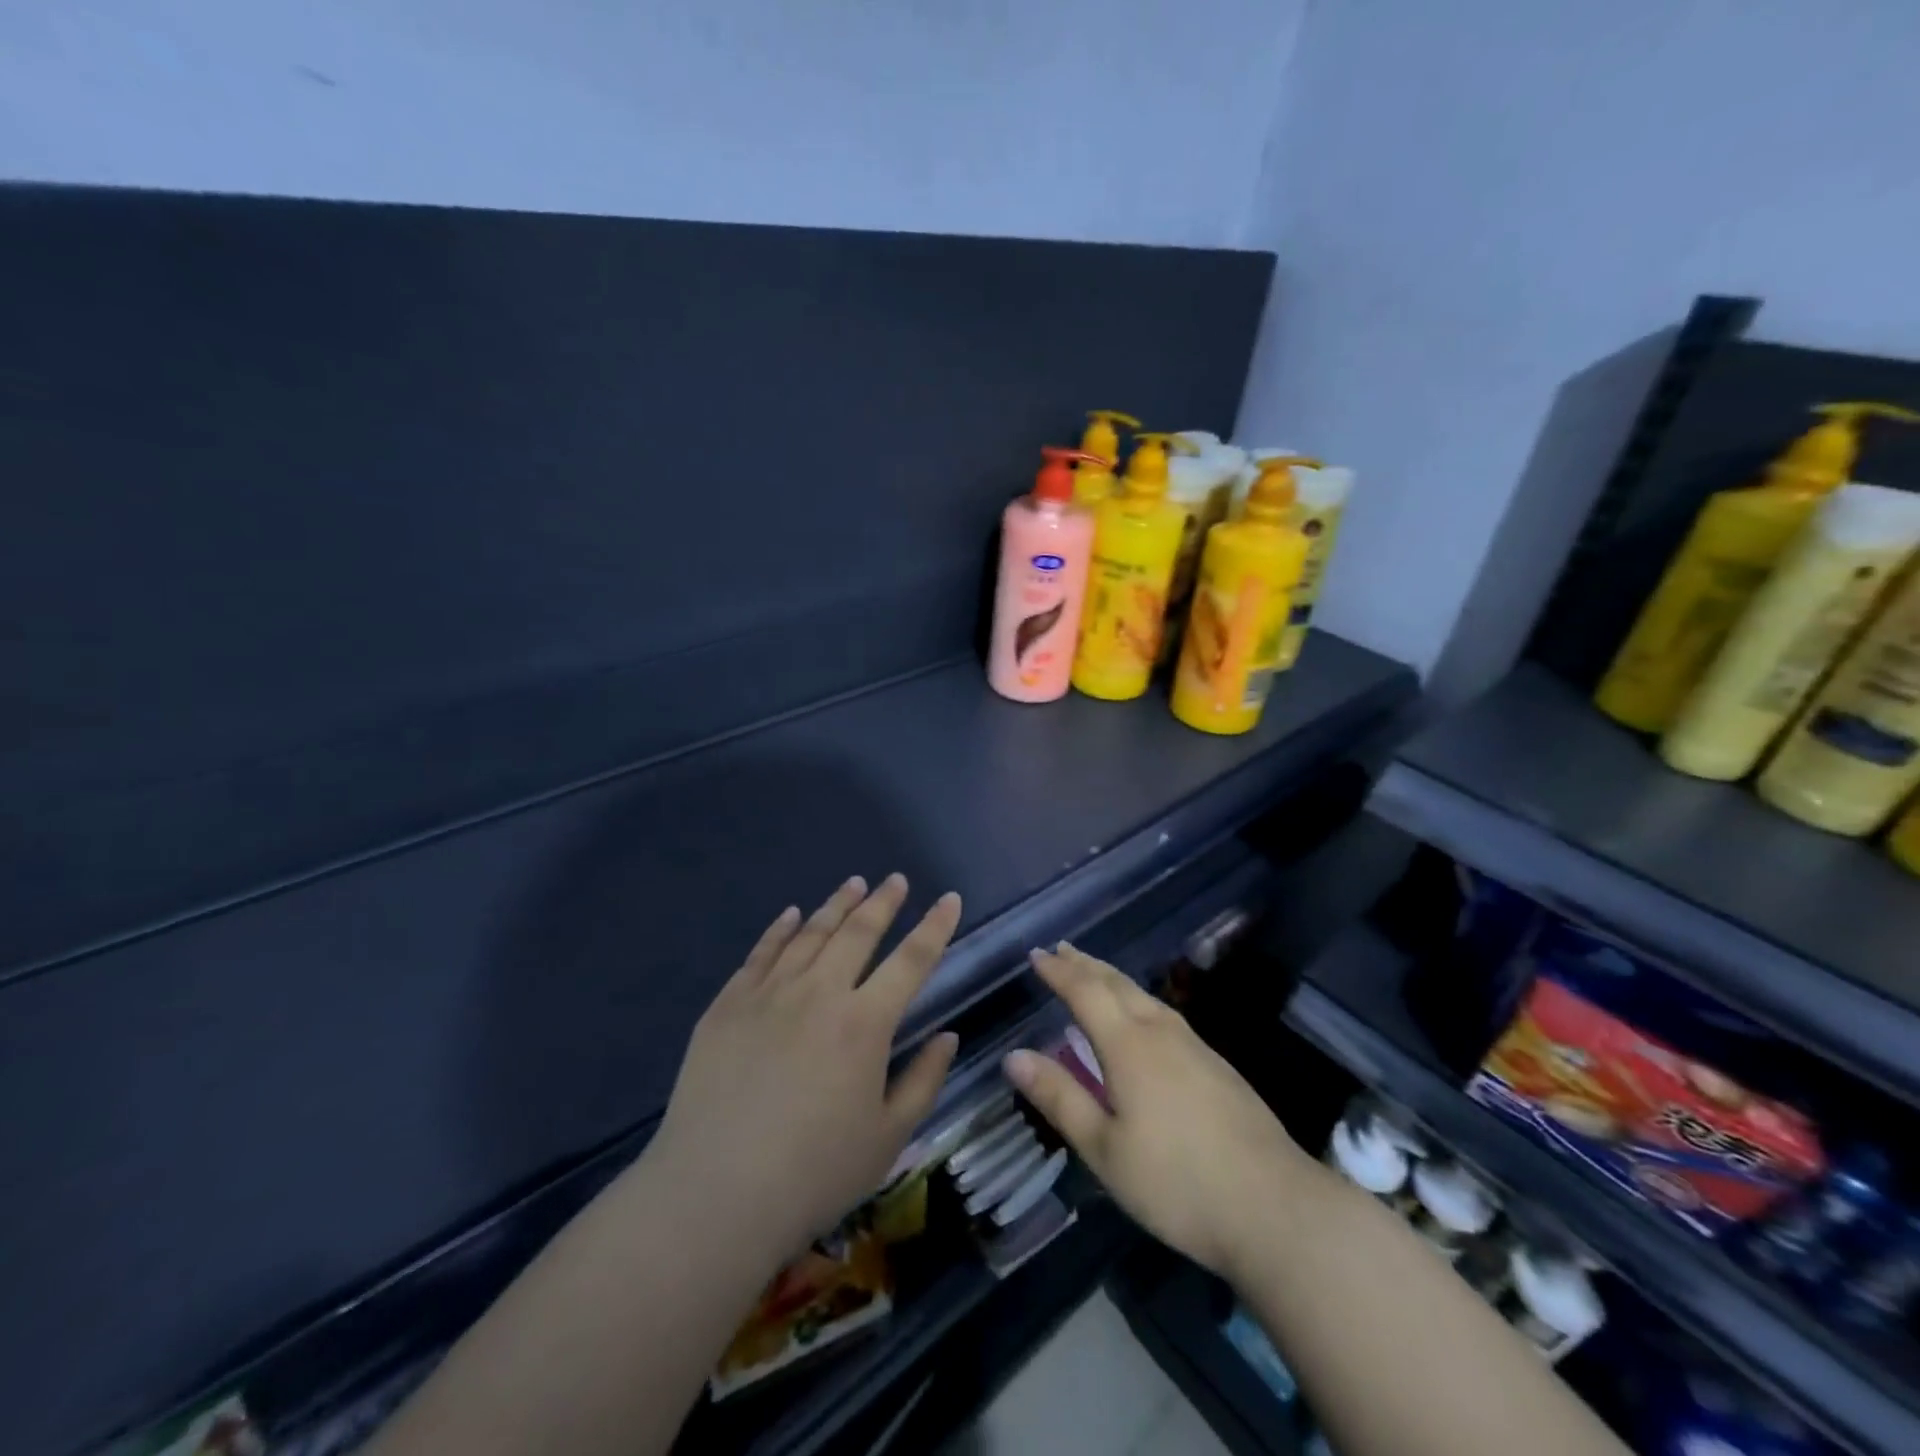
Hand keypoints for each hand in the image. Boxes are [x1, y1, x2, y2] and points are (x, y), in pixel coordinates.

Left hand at [649, 875, 961, 1256]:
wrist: (713, 1195)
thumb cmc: (813, 1174)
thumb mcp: (888, 1137)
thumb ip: (924, 1081)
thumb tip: (947, 1036)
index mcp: (865, 1023)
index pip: (912, 960)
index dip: (935, 926)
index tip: (949, 898)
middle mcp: (819, 993)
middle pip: (859, 932)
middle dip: (883, 902)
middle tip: (896, 879)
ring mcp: (769, 994)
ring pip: (811, 933)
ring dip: (837, 905)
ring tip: (854, 883)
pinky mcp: (728, 1004)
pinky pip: (761, 952)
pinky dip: (781, 928)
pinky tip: (792, 914)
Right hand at [1004, 945, 1313, 1277]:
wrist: (1275, 1206)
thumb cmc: (1177, 1182)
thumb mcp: (1105, 1149)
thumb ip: (1060, 1098)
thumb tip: (1014, 1056)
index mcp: (1128, 1046)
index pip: (1085, 992)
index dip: (1059, 972)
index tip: (1037, 955)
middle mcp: (1160, 1032)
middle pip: (1117, 984)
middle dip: (1085, 965)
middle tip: (1062, 950)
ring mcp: (1195, 1046)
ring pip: (1145, 996)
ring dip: (1113, 979)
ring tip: (1095, 974)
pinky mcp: (1218, 1066)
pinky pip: (1165, 1014)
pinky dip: (1138, 1000)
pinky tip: (1144, 1018)